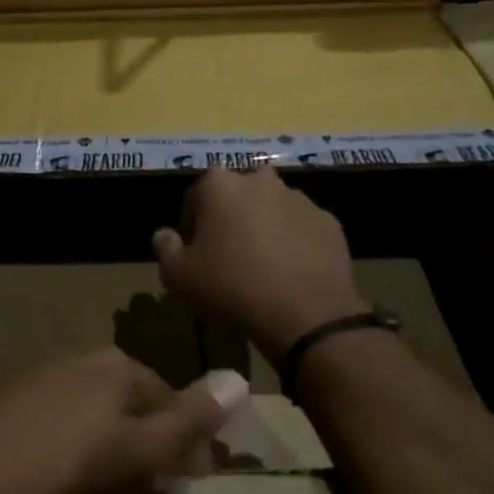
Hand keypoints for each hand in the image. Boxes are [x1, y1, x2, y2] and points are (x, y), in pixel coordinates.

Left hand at [0, 348, 247, 493]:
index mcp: (113, 367)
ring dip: (100, 435)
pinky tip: (41, 468)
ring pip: (85, 405)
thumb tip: (239, 379)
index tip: (186, 477)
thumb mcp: (135, 454)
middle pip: (125, 397)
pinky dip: (58, 438)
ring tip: (93, 480)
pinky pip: (45, 415)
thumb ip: (187, 419)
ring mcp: (30, 376)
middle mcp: (74, 360)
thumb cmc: (57, 475)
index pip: (168, 397)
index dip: (182, 438)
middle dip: (141, 433)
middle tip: (140, 481)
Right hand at [153, 168, 366, 356]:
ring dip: (264, 226)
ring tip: (262, 264)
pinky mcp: (328, 221)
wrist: (304, 313)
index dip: (191, 225)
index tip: (195, 253)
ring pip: (272, 207)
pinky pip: (301, 227)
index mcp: (220, 184)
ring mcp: (299, 199)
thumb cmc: (231, 287)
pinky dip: (294, 241)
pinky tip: (290, 272)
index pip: (195, 196)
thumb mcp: (178, 276)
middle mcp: (260, 180)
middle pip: (237, 196)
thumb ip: (165, 248)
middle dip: (231, 218)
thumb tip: (164, 235)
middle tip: (228, 255)